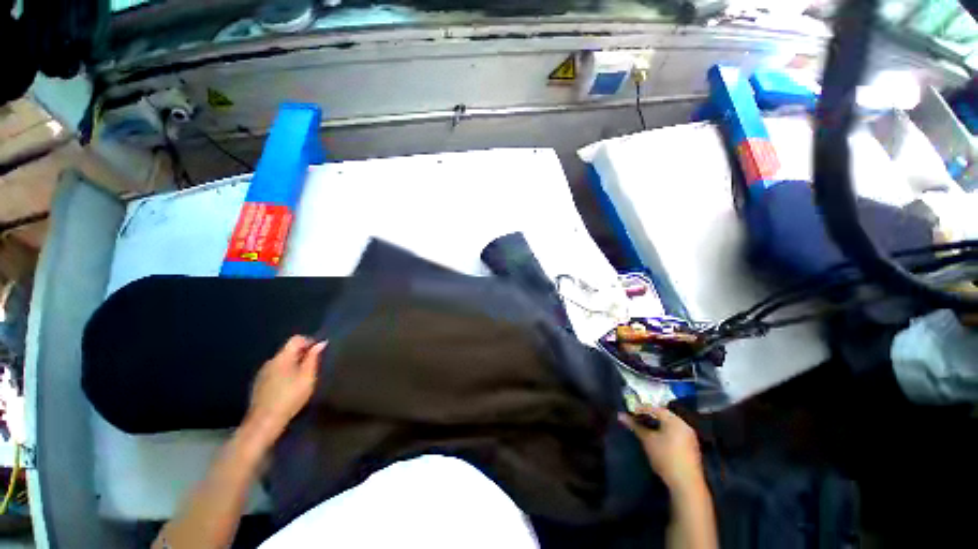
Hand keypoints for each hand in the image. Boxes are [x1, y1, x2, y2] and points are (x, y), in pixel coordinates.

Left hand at [245, 336, 325, 441]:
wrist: (264, 421)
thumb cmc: (290, 396)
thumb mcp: (307, 376)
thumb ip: (313, 358)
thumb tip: (320, 343)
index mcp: (282, 357)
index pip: (296, 339)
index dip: (309, 341)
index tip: (318, 352)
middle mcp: (270, 361)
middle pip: (288, 350)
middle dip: (302, 354)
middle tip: (313, 367)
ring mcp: (262, 373)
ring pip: (281, 362)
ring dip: (292, 365)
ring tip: (302, 378)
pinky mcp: (258, 385)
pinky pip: (275, 372)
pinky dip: (284, 374)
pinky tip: (288, 388)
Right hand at [619, 406, 703, 491]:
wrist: (686, 483)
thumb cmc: (665, 457)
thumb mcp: (647, 440)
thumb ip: (635, 426)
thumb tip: (620, 415)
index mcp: (674, 420)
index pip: (655, 408)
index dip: (641, 409)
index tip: (630, 412)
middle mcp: (684, 425)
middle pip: (664, 415)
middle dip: (649, 416)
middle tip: (637, 419)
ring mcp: (690, 436)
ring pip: (670, 425)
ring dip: (657, 425)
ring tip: (645, 428)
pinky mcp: (691, 447)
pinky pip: (676, 433)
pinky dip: (665, 432)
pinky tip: (658, 439)